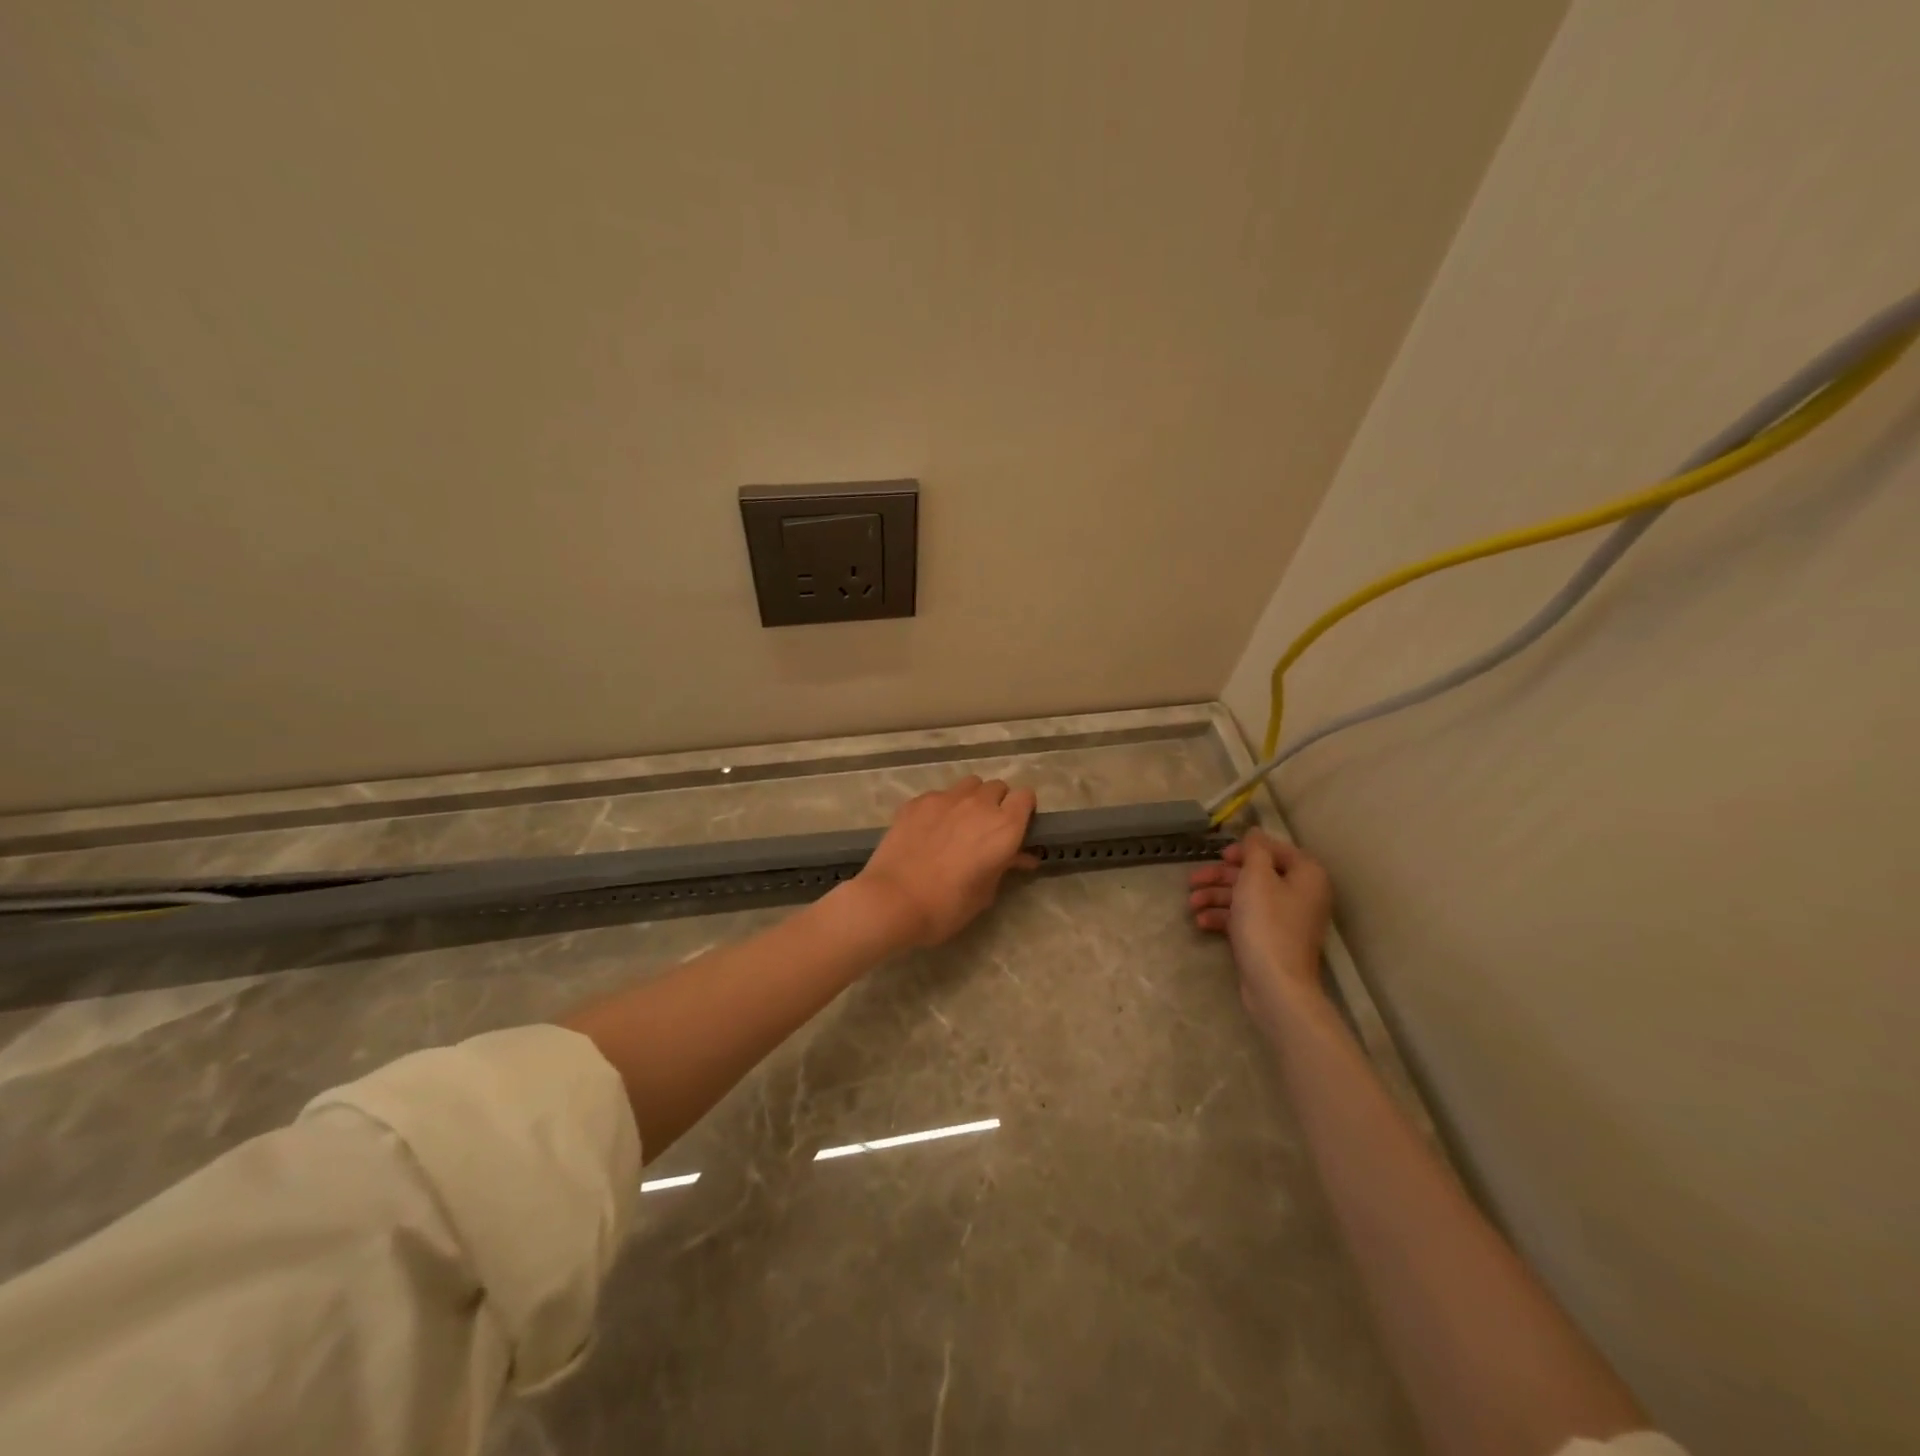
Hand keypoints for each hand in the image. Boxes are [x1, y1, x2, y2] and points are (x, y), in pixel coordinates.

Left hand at [853, 777, 1039, 947]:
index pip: (1026, 797)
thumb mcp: (985, 892)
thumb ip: (1005, 867)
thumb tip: (1021, 856)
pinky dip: (941, 807)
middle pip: (997, 787)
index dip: (1023, 810)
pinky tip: (929, 829)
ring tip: (959, 823)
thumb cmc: (947, 906)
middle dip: (997, 803)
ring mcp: (946, 798)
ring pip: (969, 785)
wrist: (893, 901)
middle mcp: (979, 804)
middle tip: (986, 830)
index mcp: (1004, 827)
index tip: (1016, 827)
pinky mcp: (917, 801)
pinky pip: (939, 795)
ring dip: (971, 799)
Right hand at [1187, 829, 1331, 1036]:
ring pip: (1247, 897)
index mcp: (1306, 875)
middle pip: (1256, 874)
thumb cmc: (1267, 924)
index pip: (1275, 849)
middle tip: (1193, 879)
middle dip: (1221, 876)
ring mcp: (1286, 919)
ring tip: (1191, 904)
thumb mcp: (1256, 878)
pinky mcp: (1270, 939)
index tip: (1220, 855)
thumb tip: (1255, 832)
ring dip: (1217, 897)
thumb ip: (1255, 851)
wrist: (1275, 985)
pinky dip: (1224, 917)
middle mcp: (1300, 894)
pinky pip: (1246, 919)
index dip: (1246, 850)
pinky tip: (1201, 922)